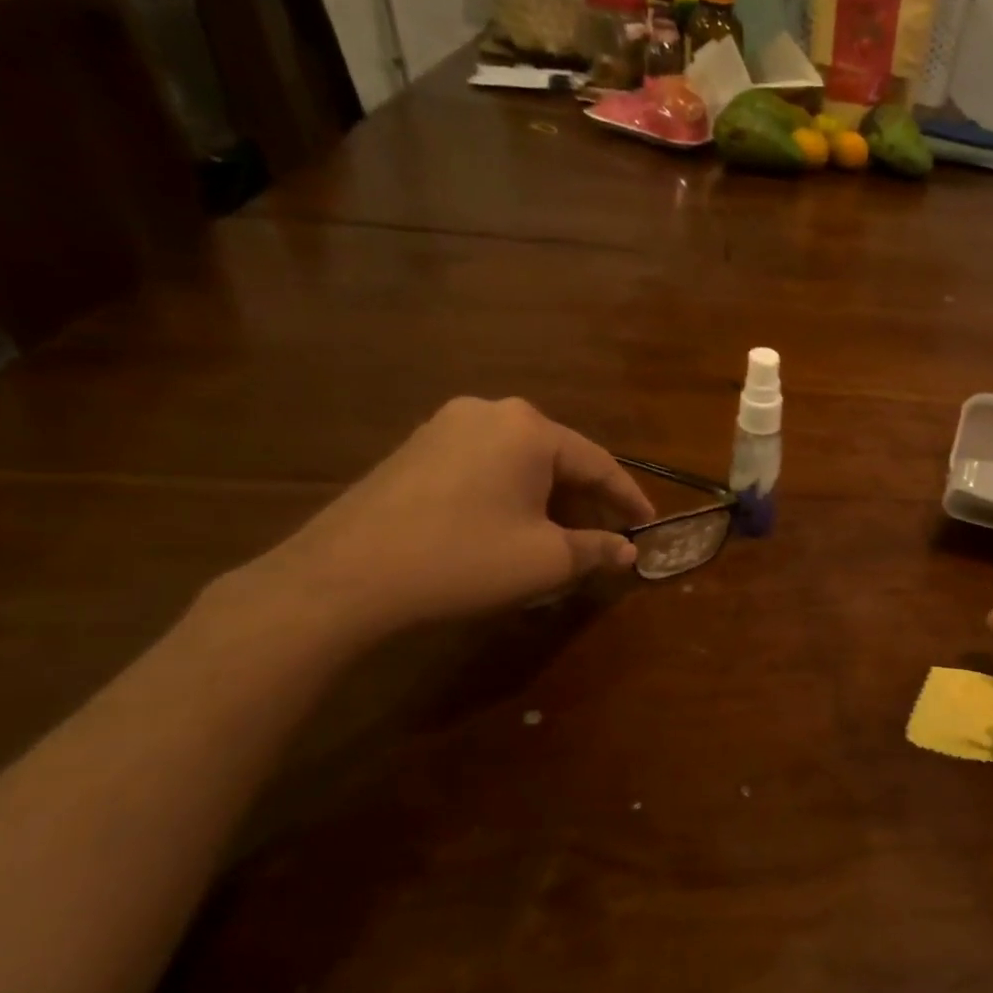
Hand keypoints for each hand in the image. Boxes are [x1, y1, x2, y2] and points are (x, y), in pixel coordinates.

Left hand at [246, 398, 655, 642]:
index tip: (649, 525)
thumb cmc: (464, 560)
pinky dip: (510, 495)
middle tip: (606, 538)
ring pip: (520, 463)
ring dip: (548, 500)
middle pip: (558, 459)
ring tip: (561, 539)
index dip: (628, 499)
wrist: (343, 578)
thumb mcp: (546, 560)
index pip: (599, 463)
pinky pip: (484, 467)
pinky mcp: (415, 449)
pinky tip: (511, 528)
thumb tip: (628, 551)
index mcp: (529, 428)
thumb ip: (596, 550)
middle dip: (585, 501)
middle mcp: (490, 413)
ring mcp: (445, 427)